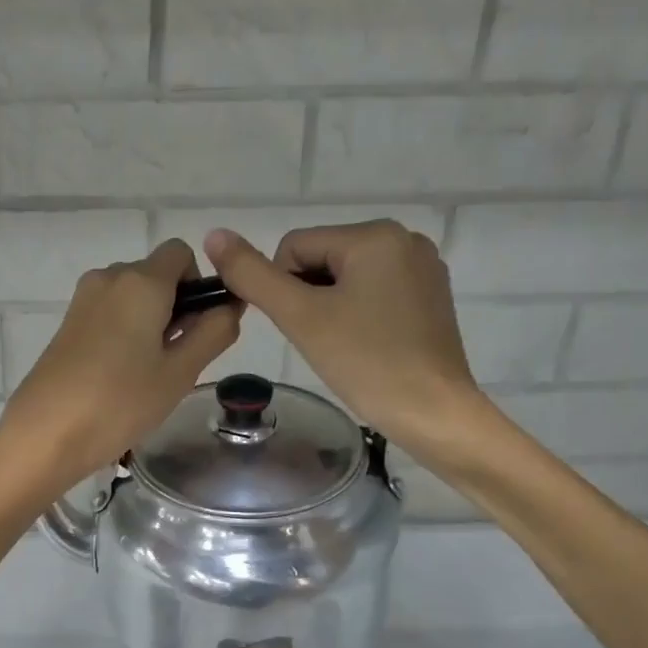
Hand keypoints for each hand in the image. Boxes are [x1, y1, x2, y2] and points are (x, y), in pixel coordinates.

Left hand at [0, 239, 238, 494]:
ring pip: (132, 296)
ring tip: (148, 374)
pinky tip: (120, 375)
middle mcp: (109, 278)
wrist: (45, 434)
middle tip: (177, 361)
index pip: (181, 253)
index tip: (199, 327)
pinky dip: (125, 332)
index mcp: (140, 281)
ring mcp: (83, 300)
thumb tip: (230, 306)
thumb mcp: (180, 372)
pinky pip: (109, 313)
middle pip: (156, 275)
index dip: (200, 283)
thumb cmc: (120, 403)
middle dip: (176, 306)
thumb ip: (213, 332)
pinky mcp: (67, 324)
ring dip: (150, 322)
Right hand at [204, 220, 484, 448]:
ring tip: (345, 345)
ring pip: (346, 278)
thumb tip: (214, 235)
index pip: (294, 247)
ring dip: (332, 307)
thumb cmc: (365, 362)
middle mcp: (405, 239)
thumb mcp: (300, 317)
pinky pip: (375, 291)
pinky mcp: (431, 296)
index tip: (304, 328)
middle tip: (325, 340)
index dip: (284, 290)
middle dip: (310, 298)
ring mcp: (423, 267)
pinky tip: (368, 344)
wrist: (433, 413)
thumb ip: (253, 275)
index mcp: (374, 235)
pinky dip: (359, 314)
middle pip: (322, 259)